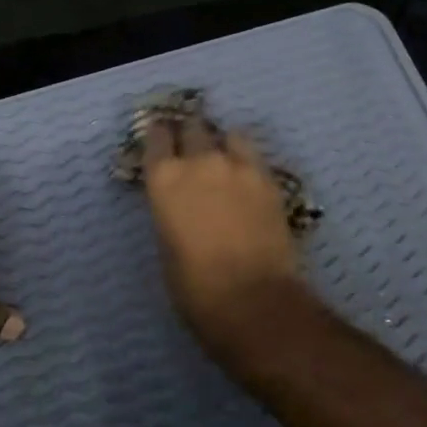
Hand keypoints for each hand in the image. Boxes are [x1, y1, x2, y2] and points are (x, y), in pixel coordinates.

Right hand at [143, 112, 301, 346]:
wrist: (253, 300)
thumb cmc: (195, 287)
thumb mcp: (166, 246)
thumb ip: (170, 212)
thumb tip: (180, 204)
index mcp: (164, 180)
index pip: (156, 137)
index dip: (158, 136)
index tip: (160, 141)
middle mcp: (199, 161)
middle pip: (193, 127)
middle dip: (190, 134)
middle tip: (191, 148)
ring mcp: (238, 166)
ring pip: (228, 134)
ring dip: (222, 143)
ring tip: (223, 159)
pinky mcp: (269, 179)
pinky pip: (254, 155)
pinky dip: (246, 159)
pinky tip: (246, 177)